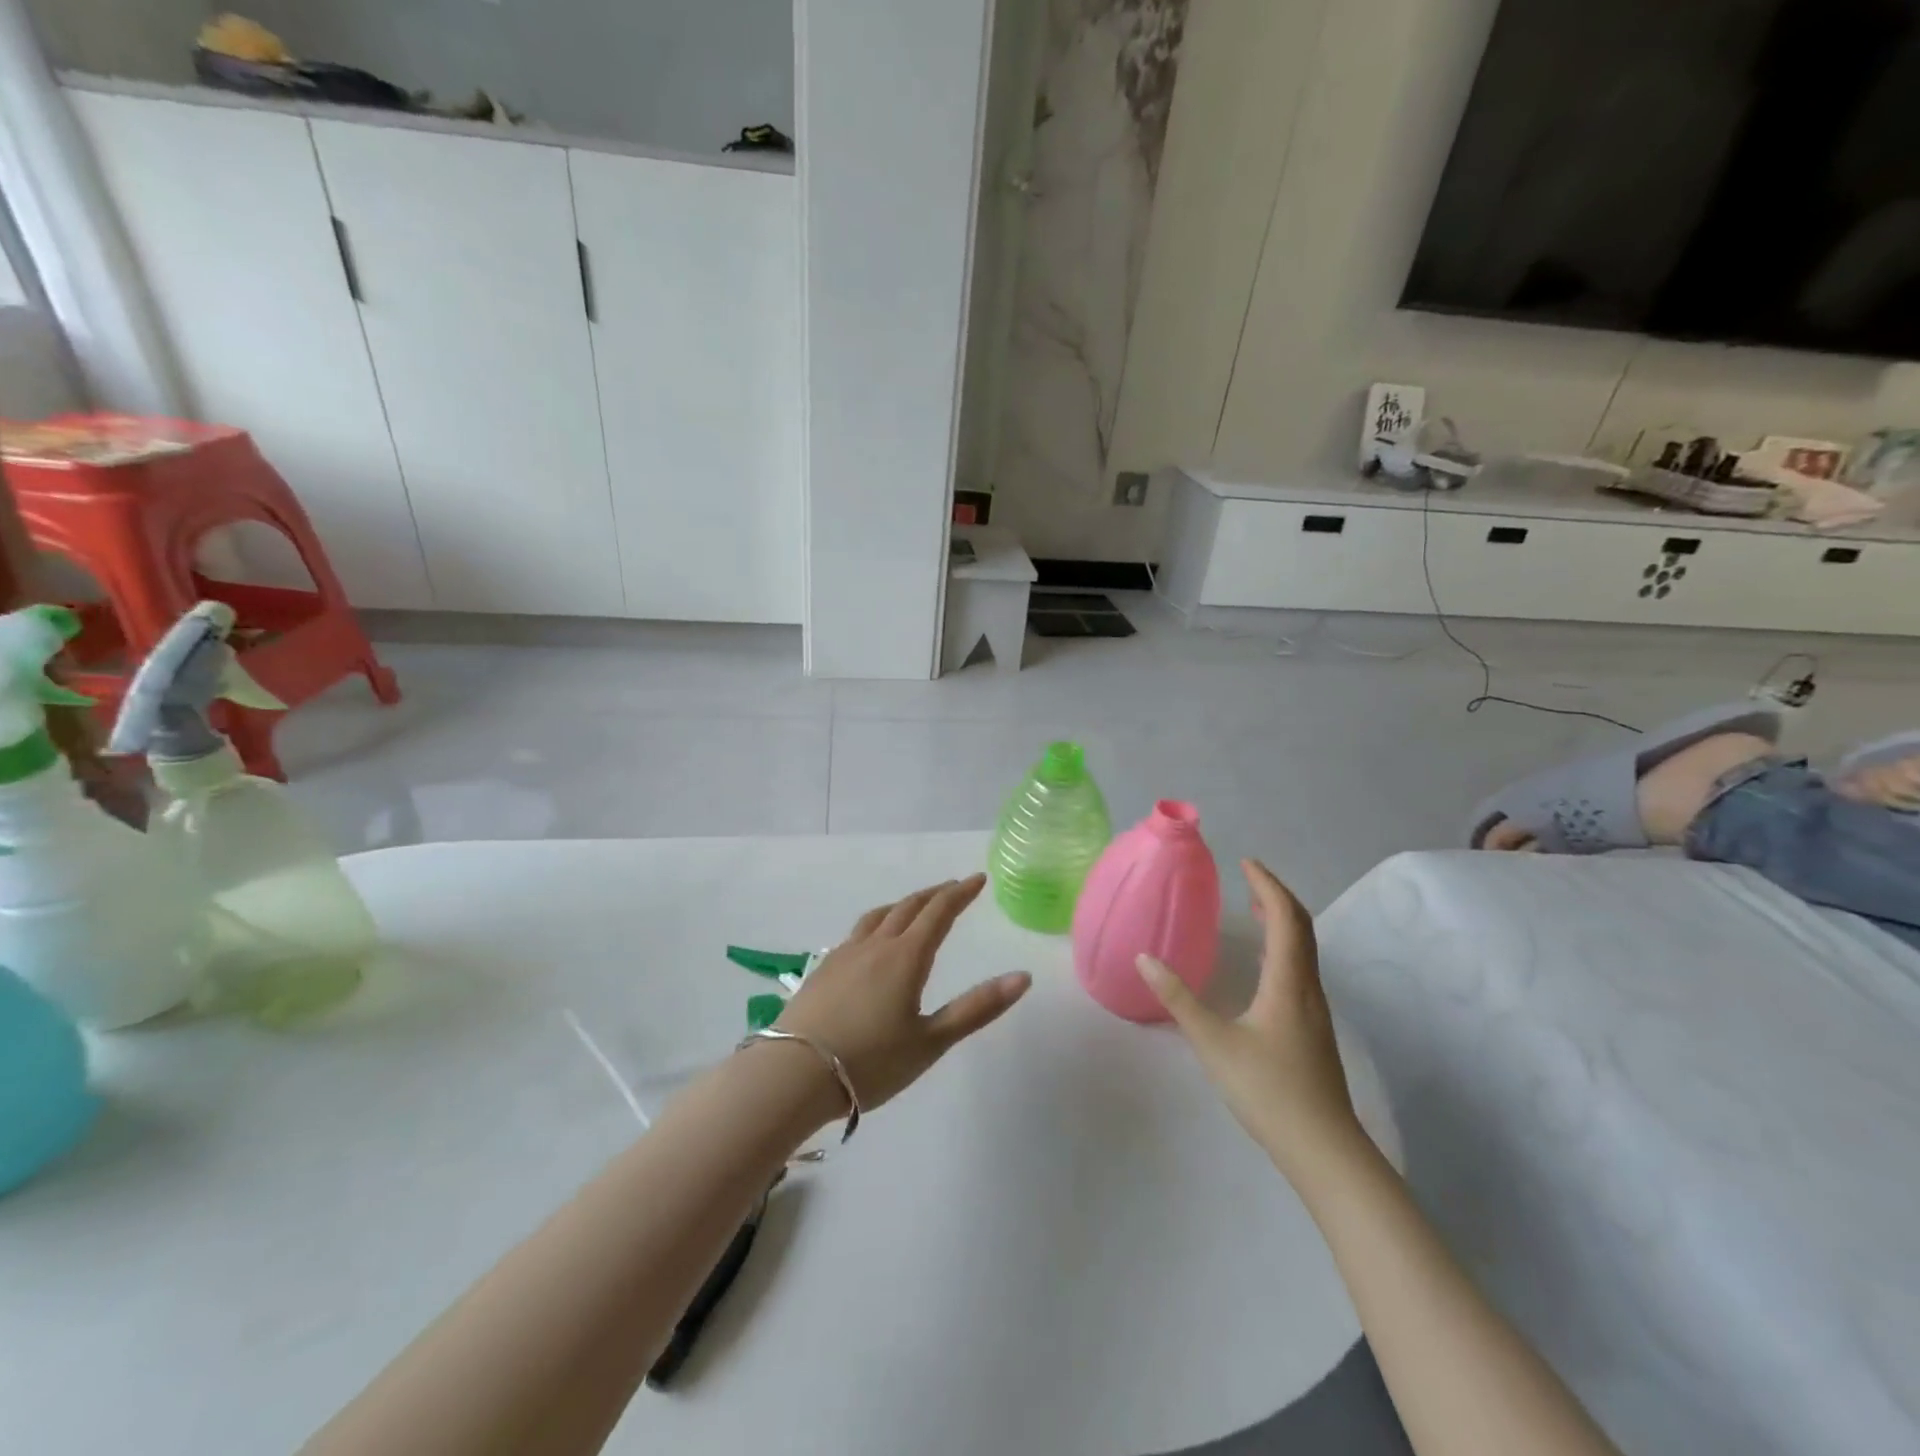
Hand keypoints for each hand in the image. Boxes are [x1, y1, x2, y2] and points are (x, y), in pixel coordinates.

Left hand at [774, 874, 1030, 1114]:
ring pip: (879, 915)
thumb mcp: (931, 1041)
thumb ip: (977, 1008)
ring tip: (915, 907)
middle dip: (935, 895)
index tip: (978, 879)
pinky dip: (878, 922)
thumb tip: (1022, 977)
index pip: (939, 912)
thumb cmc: (870, 1063)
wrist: (793, 1075)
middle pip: (909, 907)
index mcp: (906, 957)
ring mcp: (845, 954)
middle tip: (953, 889)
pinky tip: (873, 942)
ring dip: (903, 905)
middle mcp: (875, 945)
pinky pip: (858, 932)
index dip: (960, 893)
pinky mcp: (823, 968)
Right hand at [1139, 859, 1361, 1181]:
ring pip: (1305, 948)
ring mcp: (1315, 1009)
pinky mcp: (1313, 1027)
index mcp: (1288, 981)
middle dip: (1276, 895)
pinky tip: (1263, 962)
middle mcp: (1308, 987)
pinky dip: (1284, 945)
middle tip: (1248, 876)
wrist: (1323, 1148)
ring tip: (1254, 907)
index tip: (1245, 862)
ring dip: (1282, 919)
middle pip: (1302, 927)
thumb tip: (1145, 959)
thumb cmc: (1267, 1090)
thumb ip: (1178, 999)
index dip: (1267, 885)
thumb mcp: (1213, 1042)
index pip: (1285, 917)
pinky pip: (1301, 967)